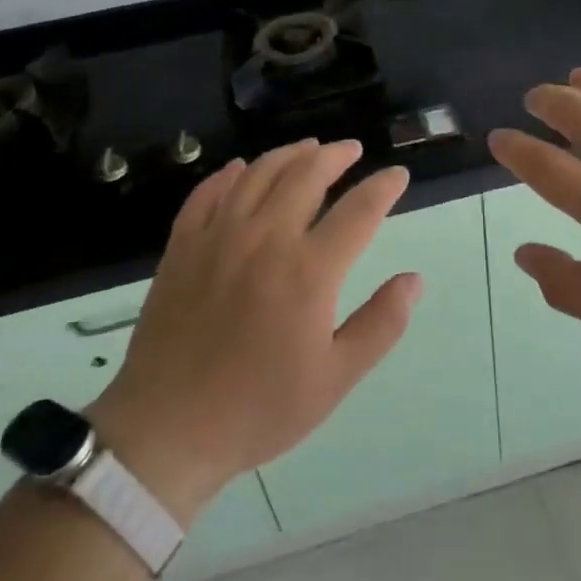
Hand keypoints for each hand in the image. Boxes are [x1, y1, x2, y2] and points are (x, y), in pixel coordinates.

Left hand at [87, 140, 419, 524]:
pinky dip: (229, 174)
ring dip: (289, 154)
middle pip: (306, 175)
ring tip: (308, 149)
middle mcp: (265, 238)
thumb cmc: (259, 409)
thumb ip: (381, 324)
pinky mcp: (182, 247)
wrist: (166, 431)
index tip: (397, 175)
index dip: (383, 187)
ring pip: (258, 174)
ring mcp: (218, 237)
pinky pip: (207, 194)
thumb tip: (414, 280)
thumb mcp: (335, 379)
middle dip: (336, 156)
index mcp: (309, 271)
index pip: (358, 211)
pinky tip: (240, 169)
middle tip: (352, 150)